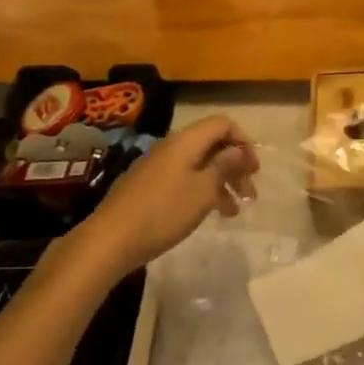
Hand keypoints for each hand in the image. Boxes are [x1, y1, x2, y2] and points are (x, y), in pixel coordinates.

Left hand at [82, 116, 258, 276]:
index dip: (243, 141)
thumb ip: (224, 166)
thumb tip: (239, 149)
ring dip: (221, 182)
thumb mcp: (203, 190)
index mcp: (186, 141)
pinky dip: (202, 190)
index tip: (253, 169)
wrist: (110, 240)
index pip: (223, 124)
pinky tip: (210, 213)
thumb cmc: (163, 212)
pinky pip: (185, 178)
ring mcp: (159, 166)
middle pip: (212, 144)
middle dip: (235, 165)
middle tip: (250, 192)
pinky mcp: (149, 186)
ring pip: (200, 164)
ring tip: (235, 210)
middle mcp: (172, 147)